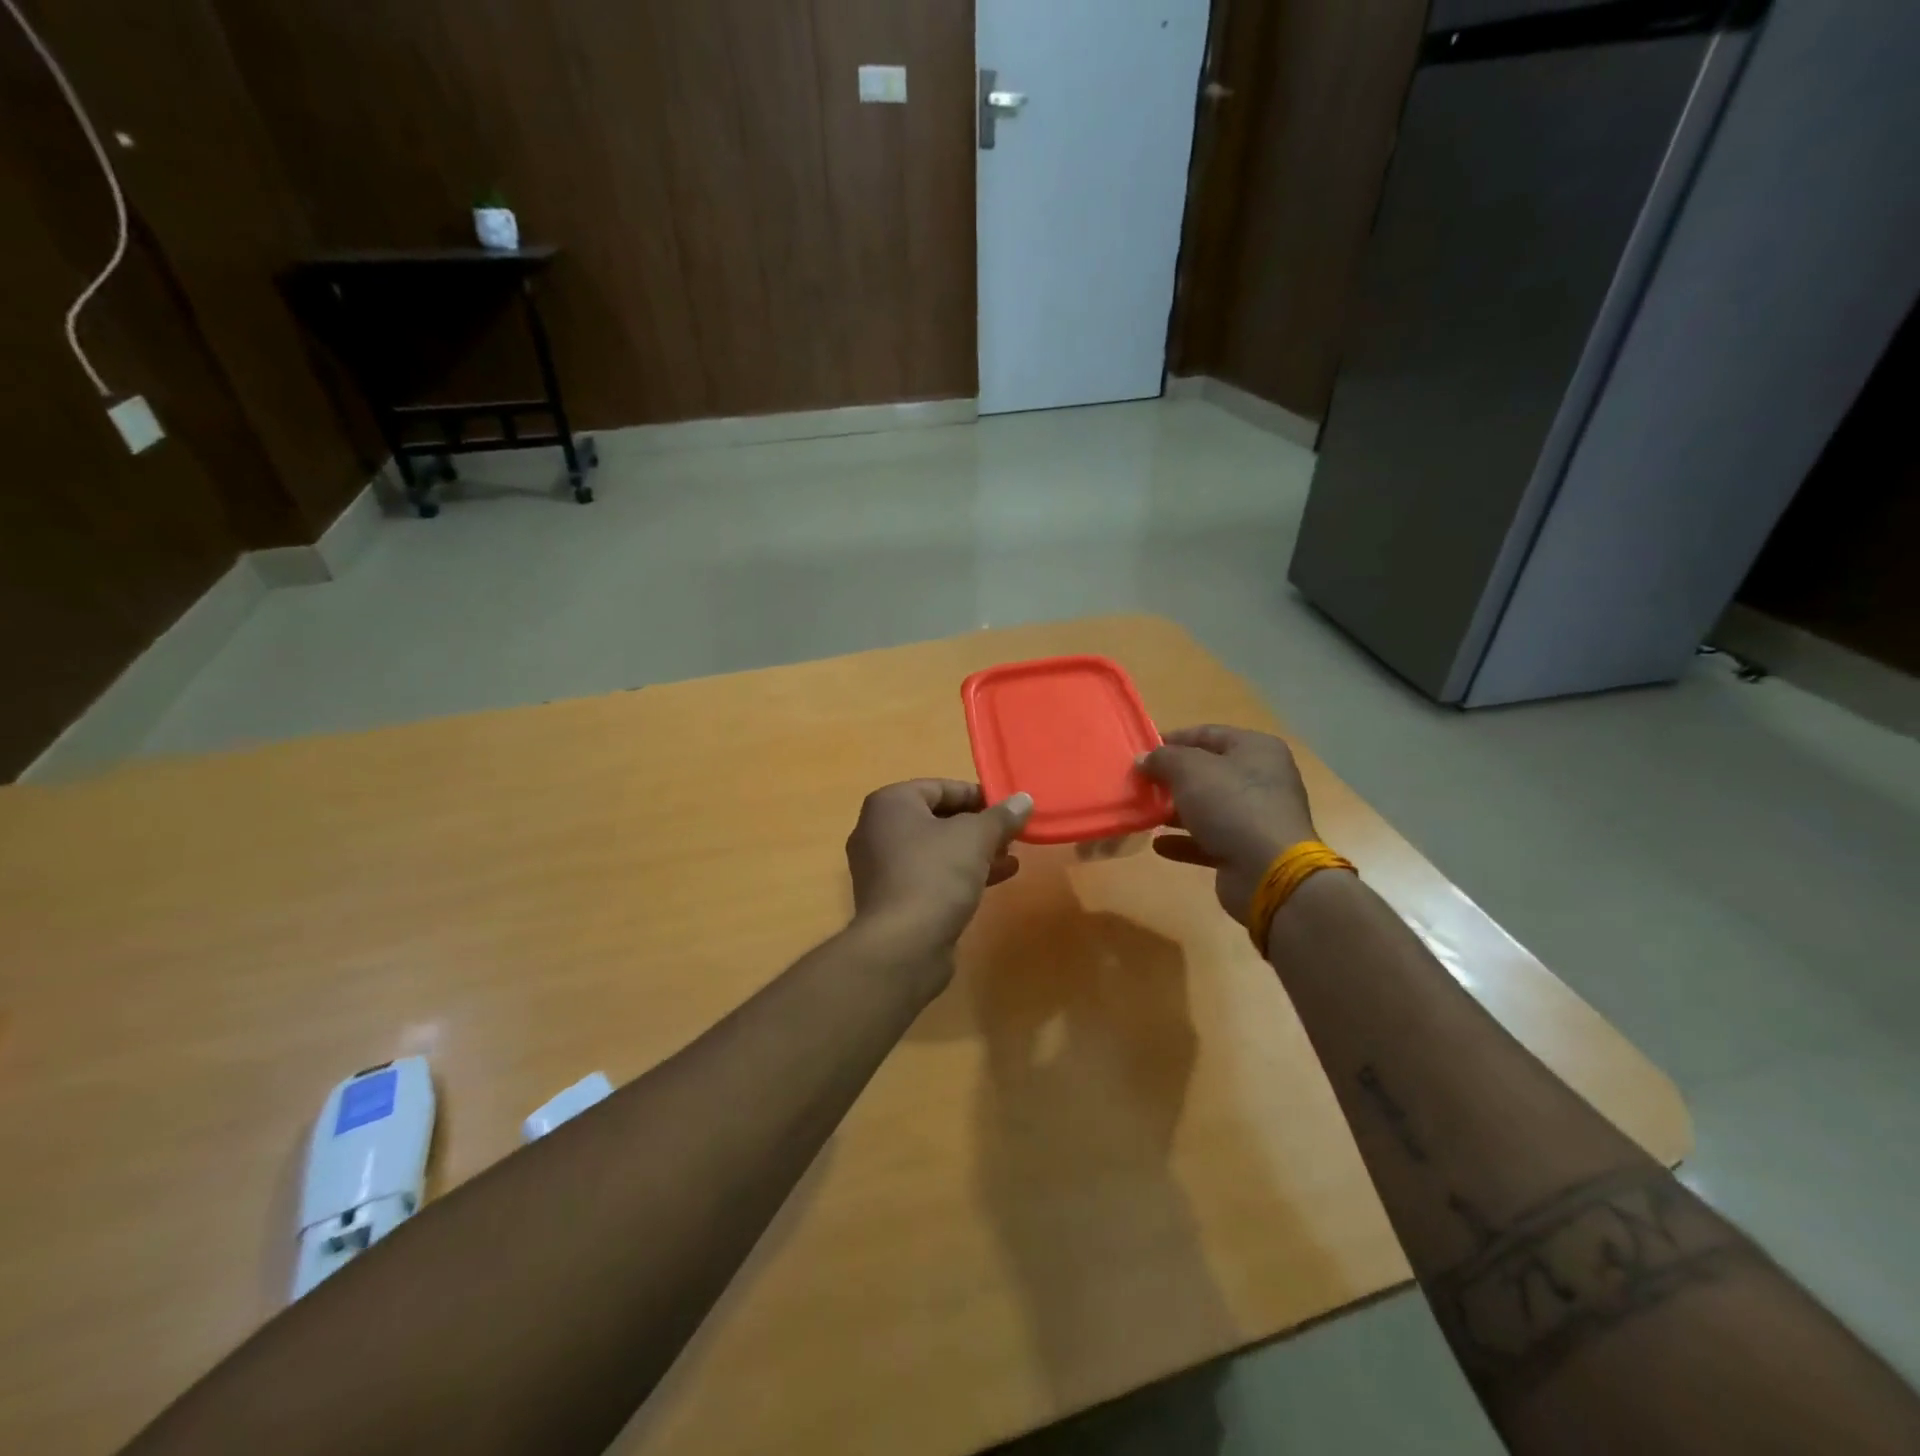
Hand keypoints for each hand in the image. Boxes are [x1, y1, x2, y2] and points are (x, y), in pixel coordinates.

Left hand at [845, 780, 1033, 955]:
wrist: (902, 945)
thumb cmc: (935, 874)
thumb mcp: (976, 838)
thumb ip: (1001, 816)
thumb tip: (1024, 799)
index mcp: (889, 804)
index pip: (939, 787)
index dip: (977, 795)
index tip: (1008, 808)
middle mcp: (876, 830)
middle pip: (936, 818)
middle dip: (977, 826)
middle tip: (1011, 834)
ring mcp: (880, 867)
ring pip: (935, 850)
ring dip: (973, 852)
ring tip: (1011, 858)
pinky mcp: (891, 899)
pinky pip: (928, 875)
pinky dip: (958, 874)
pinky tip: (994, 881)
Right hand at [1138, 725, 1317, 922]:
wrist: (1268, 871)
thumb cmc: (1231, 805)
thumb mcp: (1190, 770)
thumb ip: (1163, 759)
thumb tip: (1144, 759)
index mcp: (1256, 749)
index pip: (1208, 734)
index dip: (1174, 739)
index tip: (1143, 750)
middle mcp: (1261, 779)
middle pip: (1208, 772)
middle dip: (1172, 778)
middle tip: (1141, 783)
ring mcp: (1256, 817)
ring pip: (1208, 807)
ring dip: (1175, 810)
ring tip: (1144, 812)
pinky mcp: (1247, 850)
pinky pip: (1209, 839)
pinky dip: (1184, 840)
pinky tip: (1159, 845)